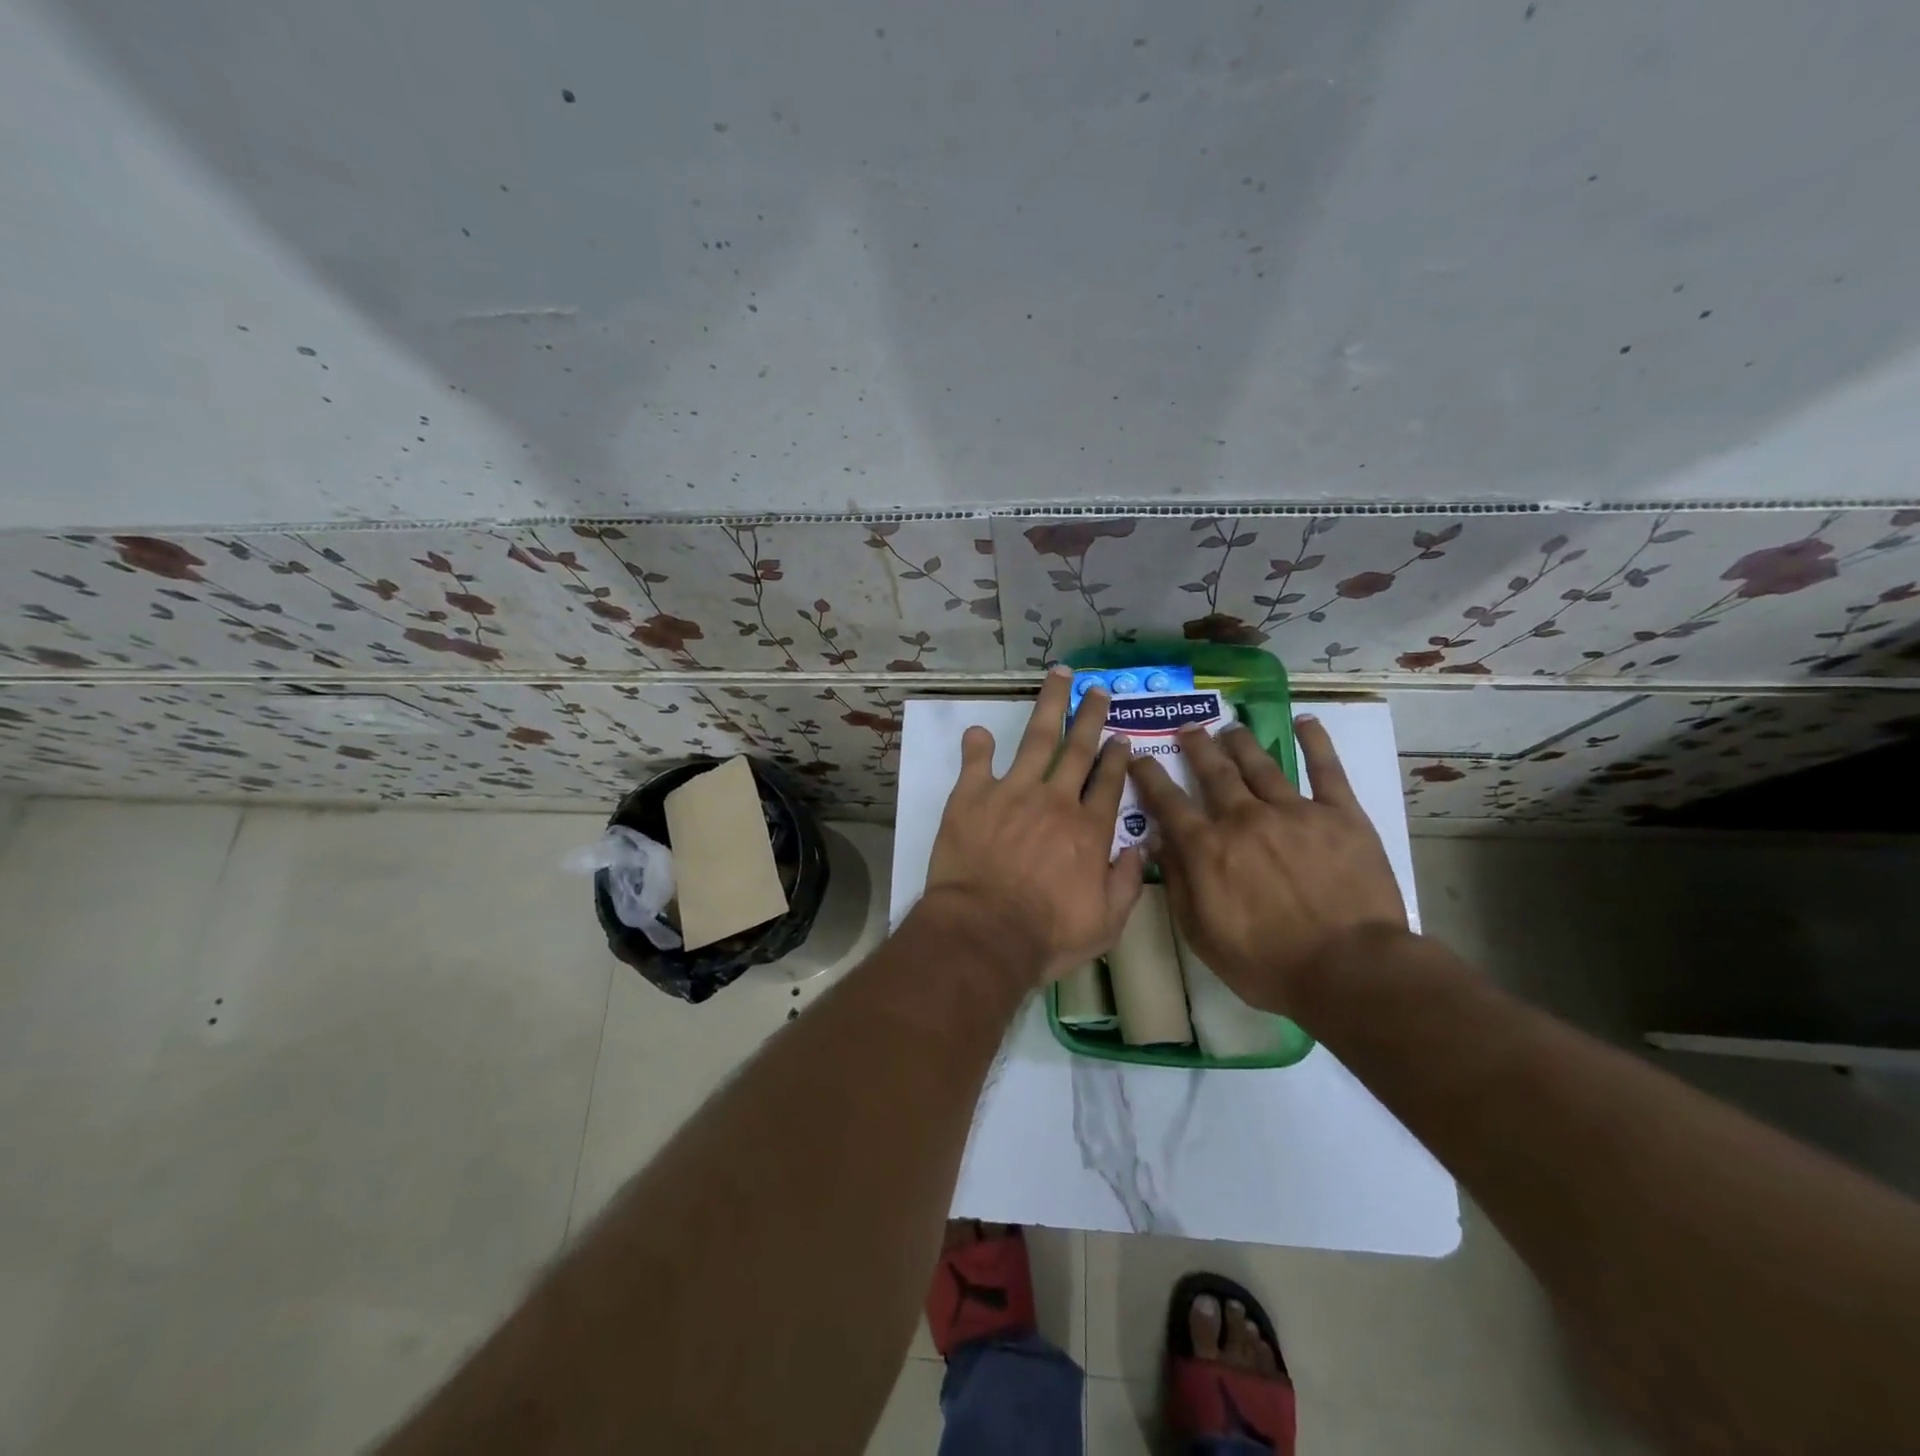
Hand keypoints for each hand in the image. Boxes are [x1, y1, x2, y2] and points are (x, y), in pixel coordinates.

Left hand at [923, 668, 1144, 984]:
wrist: (985, 932)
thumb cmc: (1047, 934)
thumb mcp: (1106, 923)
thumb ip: (1127, 882)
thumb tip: (1143, 847)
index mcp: (1089, 829)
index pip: (1109, 783)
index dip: (1117, 758)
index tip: (1121, 737)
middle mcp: (1056, 801)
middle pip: (1078, 749)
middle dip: (1090, 717)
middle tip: (1097, 691)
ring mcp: (1013, 793)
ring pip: (1036, 740)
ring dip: (1049, 706)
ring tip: (1059, 677)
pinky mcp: (972, 798)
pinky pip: (977, 763)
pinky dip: (978, 746)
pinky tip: (979, 731)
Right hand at [1128, 715, 1406, 1015]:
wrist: (1348, 969)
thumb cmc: (1267, 963)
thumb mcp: (1201, 934)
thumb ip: (1178, 883)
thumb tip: (1158, 840)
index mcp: (1208, 847)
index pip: (1168, 802)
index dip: (1150, 776)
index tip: (1138, 757)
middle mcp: (1244, 818)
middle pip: (1214, 772)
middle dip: (1197, 747)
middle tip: (1188, 729)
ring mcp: (1294, 811)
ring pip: (1261, 764)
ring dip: (1241, 742)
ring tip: (1230, 727)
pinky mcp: (1340, 815)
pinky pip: (1326, 770)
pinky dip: (1315, 743)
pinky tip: (1305, 722)